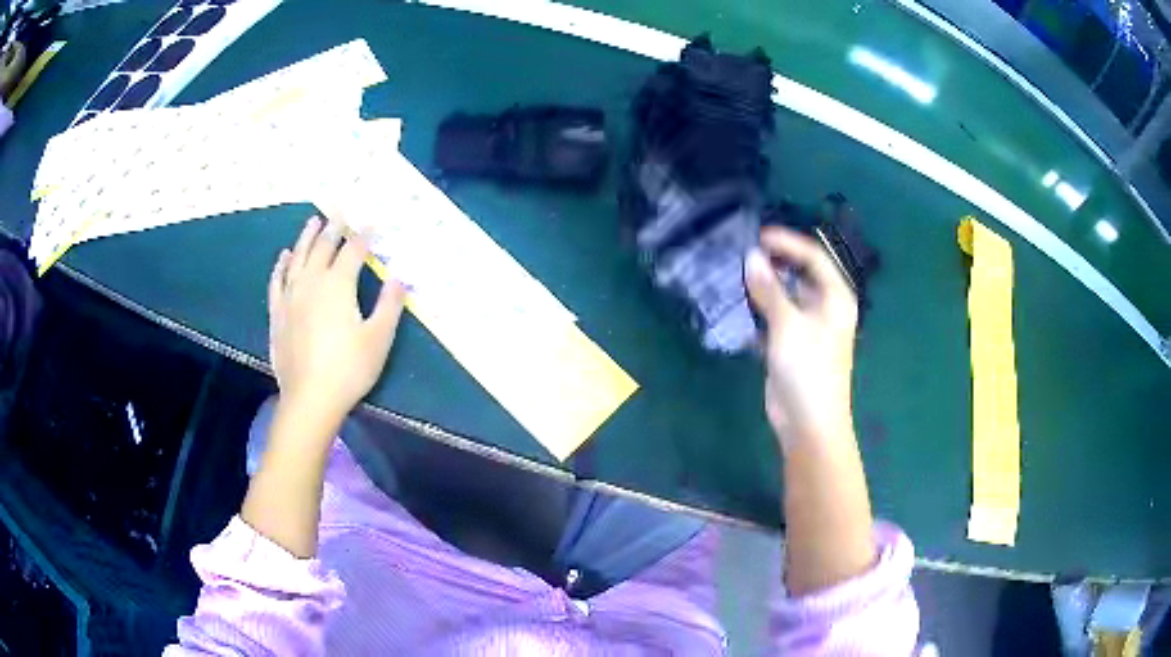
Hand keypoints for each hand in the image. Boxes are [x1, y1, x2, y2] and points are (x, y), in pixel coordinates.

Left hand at [267, 215, 405, 426]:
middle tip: (341, 211)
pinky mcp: (277, 313)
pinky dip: (281, 266)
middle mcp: (312, 282)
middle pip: (323, 247)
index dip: (364, 236)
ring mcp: (290, 296)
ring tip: (313, 221)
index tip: (372, 224)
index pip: (353, 251)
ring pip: (298, 257)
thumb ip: (389, 304)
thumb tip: (399, 278)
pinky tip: (283, 256)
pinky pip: (277, 281)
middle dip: (334, 227)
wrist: (310, 398)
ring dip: (306, 237)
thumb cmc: (349, 369)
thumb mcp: (379, 338)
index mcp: (338, 285)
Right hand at [745, 227, 857, 449]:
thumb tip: (751, 257)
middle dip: (773, 263)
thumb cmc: (808, 370)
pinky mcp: (791, 345)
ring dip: (763, 286)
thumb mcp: (788, 325)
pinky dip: (759, 310)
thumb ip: (769, 290)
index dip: (787, 243)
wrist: (808, 423)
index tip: (757, 236)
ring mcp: (808, 327)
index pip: (813, 257)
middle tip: (741, 253)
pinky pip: (774, 318)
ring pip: (785, 296)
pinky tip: (736, 304)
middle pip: (799, 274)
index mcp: (835, 298)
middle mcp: (824, 307)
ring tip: (734, 273)